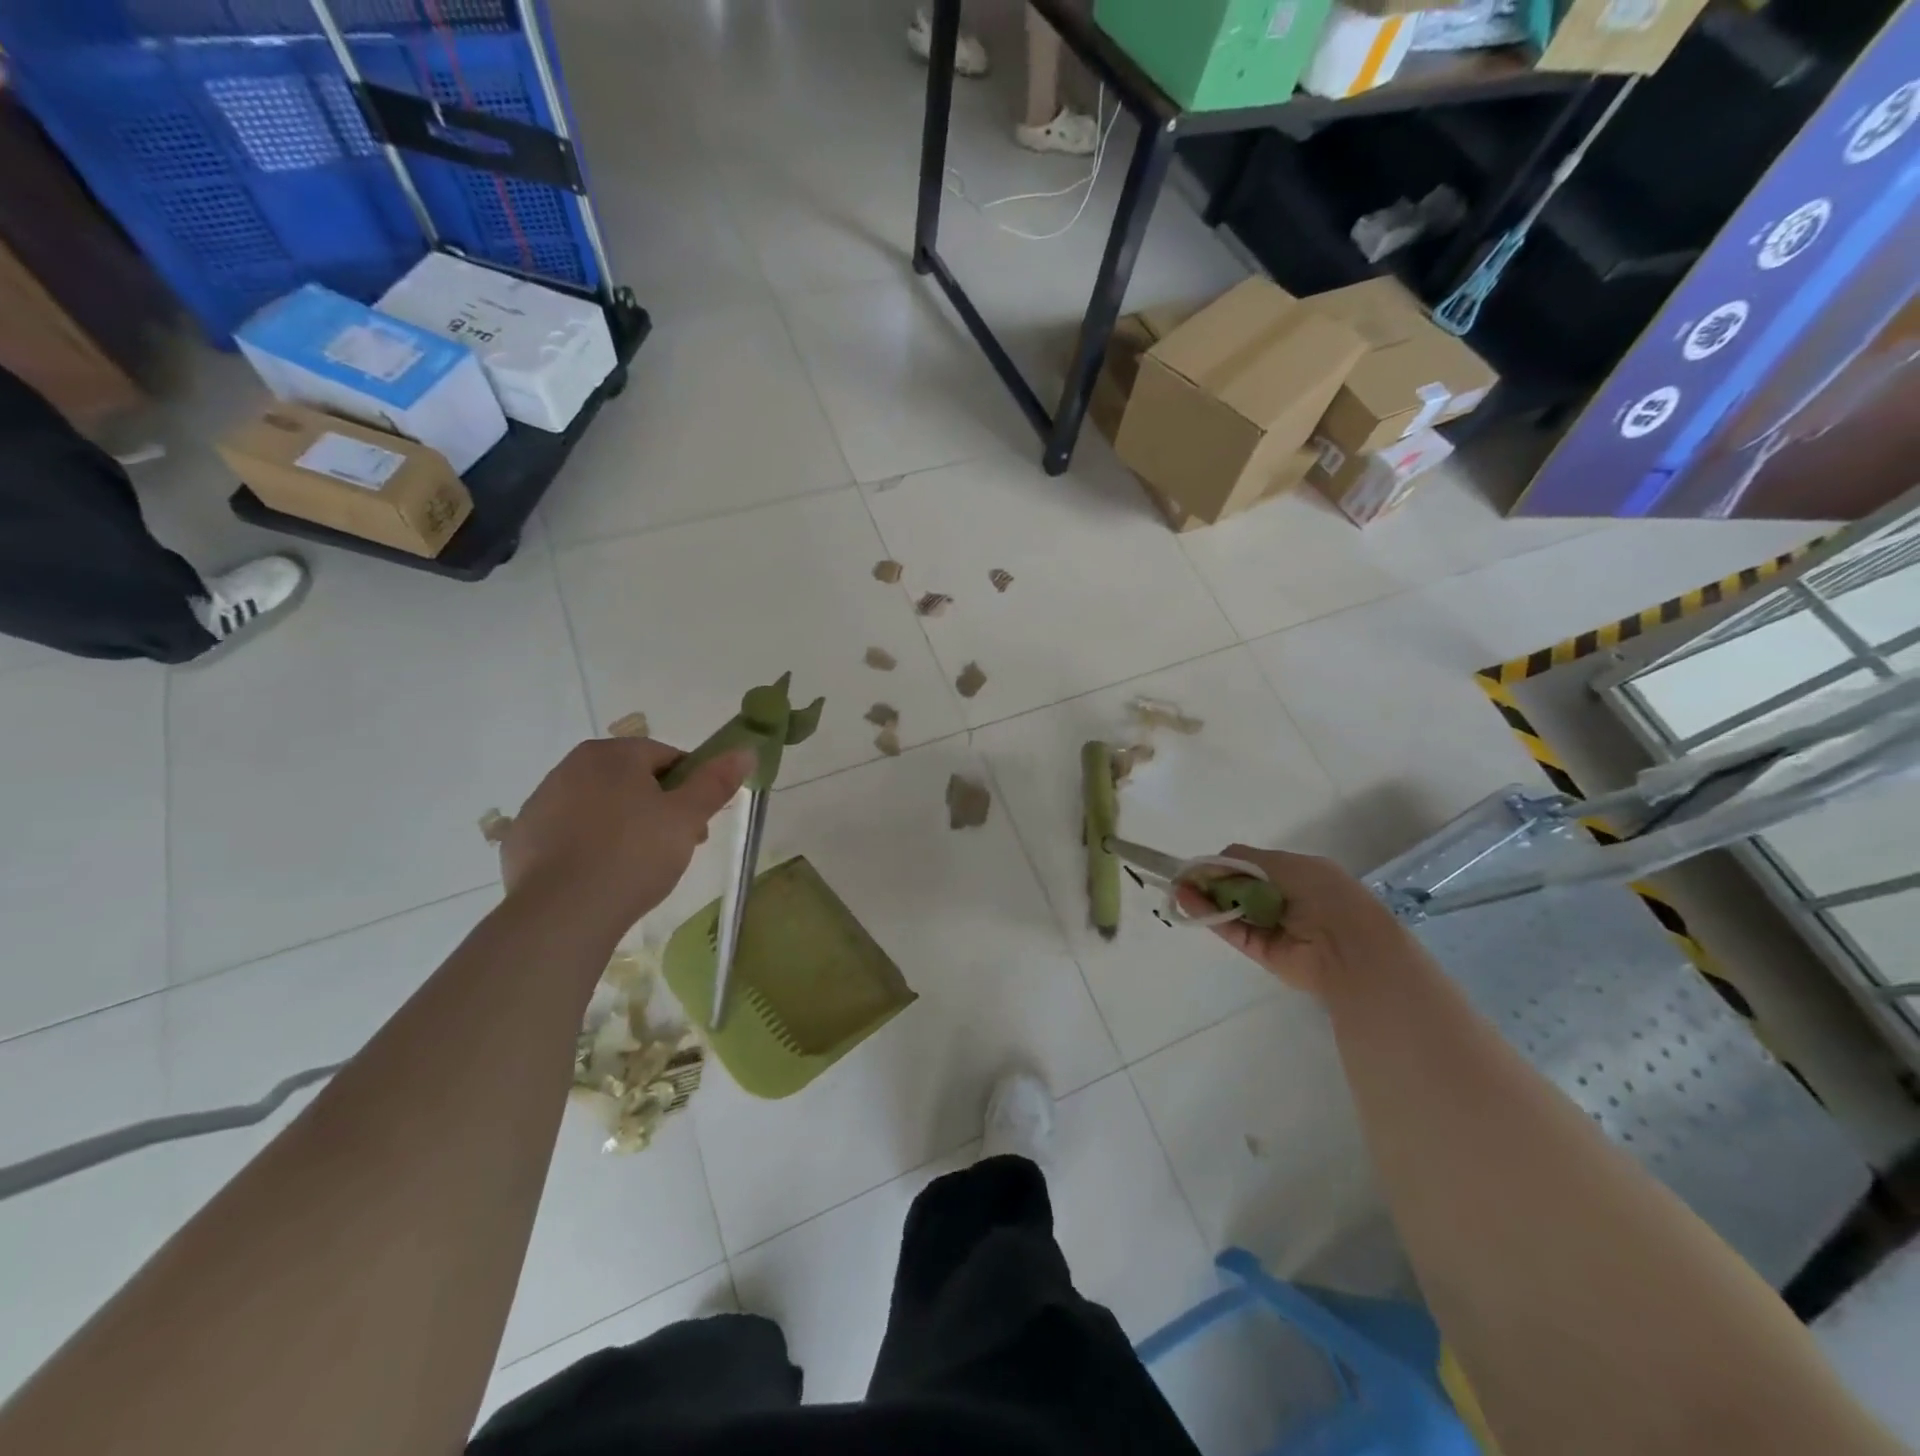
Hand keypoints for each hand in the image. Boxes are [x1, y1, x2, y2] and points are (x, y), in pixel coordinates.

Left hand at [498, 738, 751, 941]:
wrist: (562, 913)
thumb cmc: (634, 854)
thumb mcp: (687, 818)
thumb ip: (715, 782)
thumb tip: (744, 750)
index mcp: (613, 754)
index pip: (666, 758)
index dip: (690, 788)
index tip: (697, 823)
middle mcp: (571, 767)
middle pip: (630, 780)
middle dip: (657, 807)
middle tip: (674, 847)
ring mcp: (540, 802)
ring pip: (598, 806)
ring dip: (622, 825)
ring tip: (637, 867)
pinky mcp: (521, 838)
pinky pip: (567, 834)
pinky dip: (587, 846)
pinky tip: (599, 876)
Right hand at [1179, 845, 1416, 997]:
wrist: (1351, 949)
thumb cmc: (1326, 895)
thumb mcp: (1286, 865)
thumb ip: (1245, 861)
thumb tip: (1210, 863)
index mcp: (1298, 877)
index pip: (1252, 867)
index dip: (1225, 864)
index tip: (1200, 864)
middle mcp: (1284, 901)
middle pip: (1238, 887)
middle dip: (1211, 880)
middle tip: (1183, 876)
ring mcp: (1272, 927)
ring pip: (1230, 908)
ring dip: (1204, 897)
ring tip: (1179, 887)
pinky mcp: (1262, 951)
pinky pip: (1232, 930)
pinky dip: (1209, 915)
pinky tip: (1188, 900)